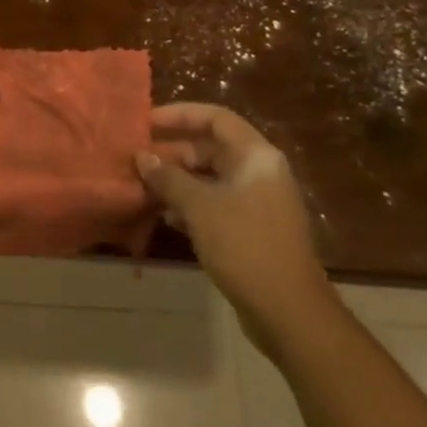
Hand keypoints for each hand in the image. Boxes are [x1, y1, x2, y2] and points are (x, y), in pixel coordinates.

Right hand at [135, 104, 339, 358]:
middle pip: (211, 147)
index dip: (179, 114)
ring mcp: (258, 202)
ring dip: (177, 180)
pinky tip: (164, 215)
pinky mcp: (251, 229)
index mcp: (256, 156)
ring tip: (142, 186)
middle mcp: (260, 172)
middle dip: (173, 152)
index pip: (215, 118)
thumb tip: (141, 156)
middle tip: (137, 160)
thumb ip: (168, 178)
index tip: (146, 122)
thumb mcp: (200, 207)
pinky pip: (215, 203)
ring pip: (210, 178)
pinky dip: (190, 204)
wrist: (289, 312)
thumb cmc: (245, 246)